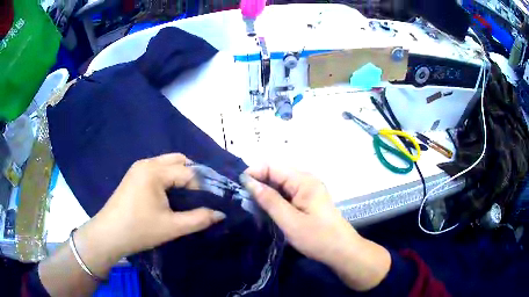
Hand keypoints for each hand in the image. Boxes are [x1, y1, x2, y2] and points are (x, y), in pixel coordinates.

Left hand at [77, 154, 225, 261]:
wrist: (109, 234)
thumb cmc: (139, 230)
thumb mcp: (172, 227)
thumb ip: (199, 219)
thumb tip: (220, 213)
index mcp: (155, 171)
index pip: (188, 172)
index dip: (203, 186)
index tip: (212, 201)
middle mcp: (147, 163)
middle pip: (178, 160)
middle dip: (192, 176)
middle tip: (200, 196)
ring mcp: (138, 168)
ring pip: (167, 164)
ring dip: (180, 176)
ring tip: (188, 197)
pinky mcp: (134, 175)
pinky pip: (157, 169)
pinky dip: (169, 178)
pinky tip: (171, 195)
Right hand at [241, 166, 390, 290]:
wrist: (341, 251)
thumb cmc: (317, 237)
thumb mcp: (290, 221)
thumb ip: (269, 200)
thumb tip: (248, 181)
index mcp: (304, 181)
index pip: (272, 166)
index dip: (254, 173)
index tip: (238, 188)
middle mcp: (306, 180)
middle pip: (276, 173)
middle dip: (258, 182)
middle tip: (241, 198)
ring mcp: (308, 190)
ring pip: (280, 184)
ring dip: (265, 191)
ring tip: (250, 204)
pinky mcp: (308, 200)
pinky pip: (287, 193)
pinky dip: (275, 199)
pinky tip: (266, 209)